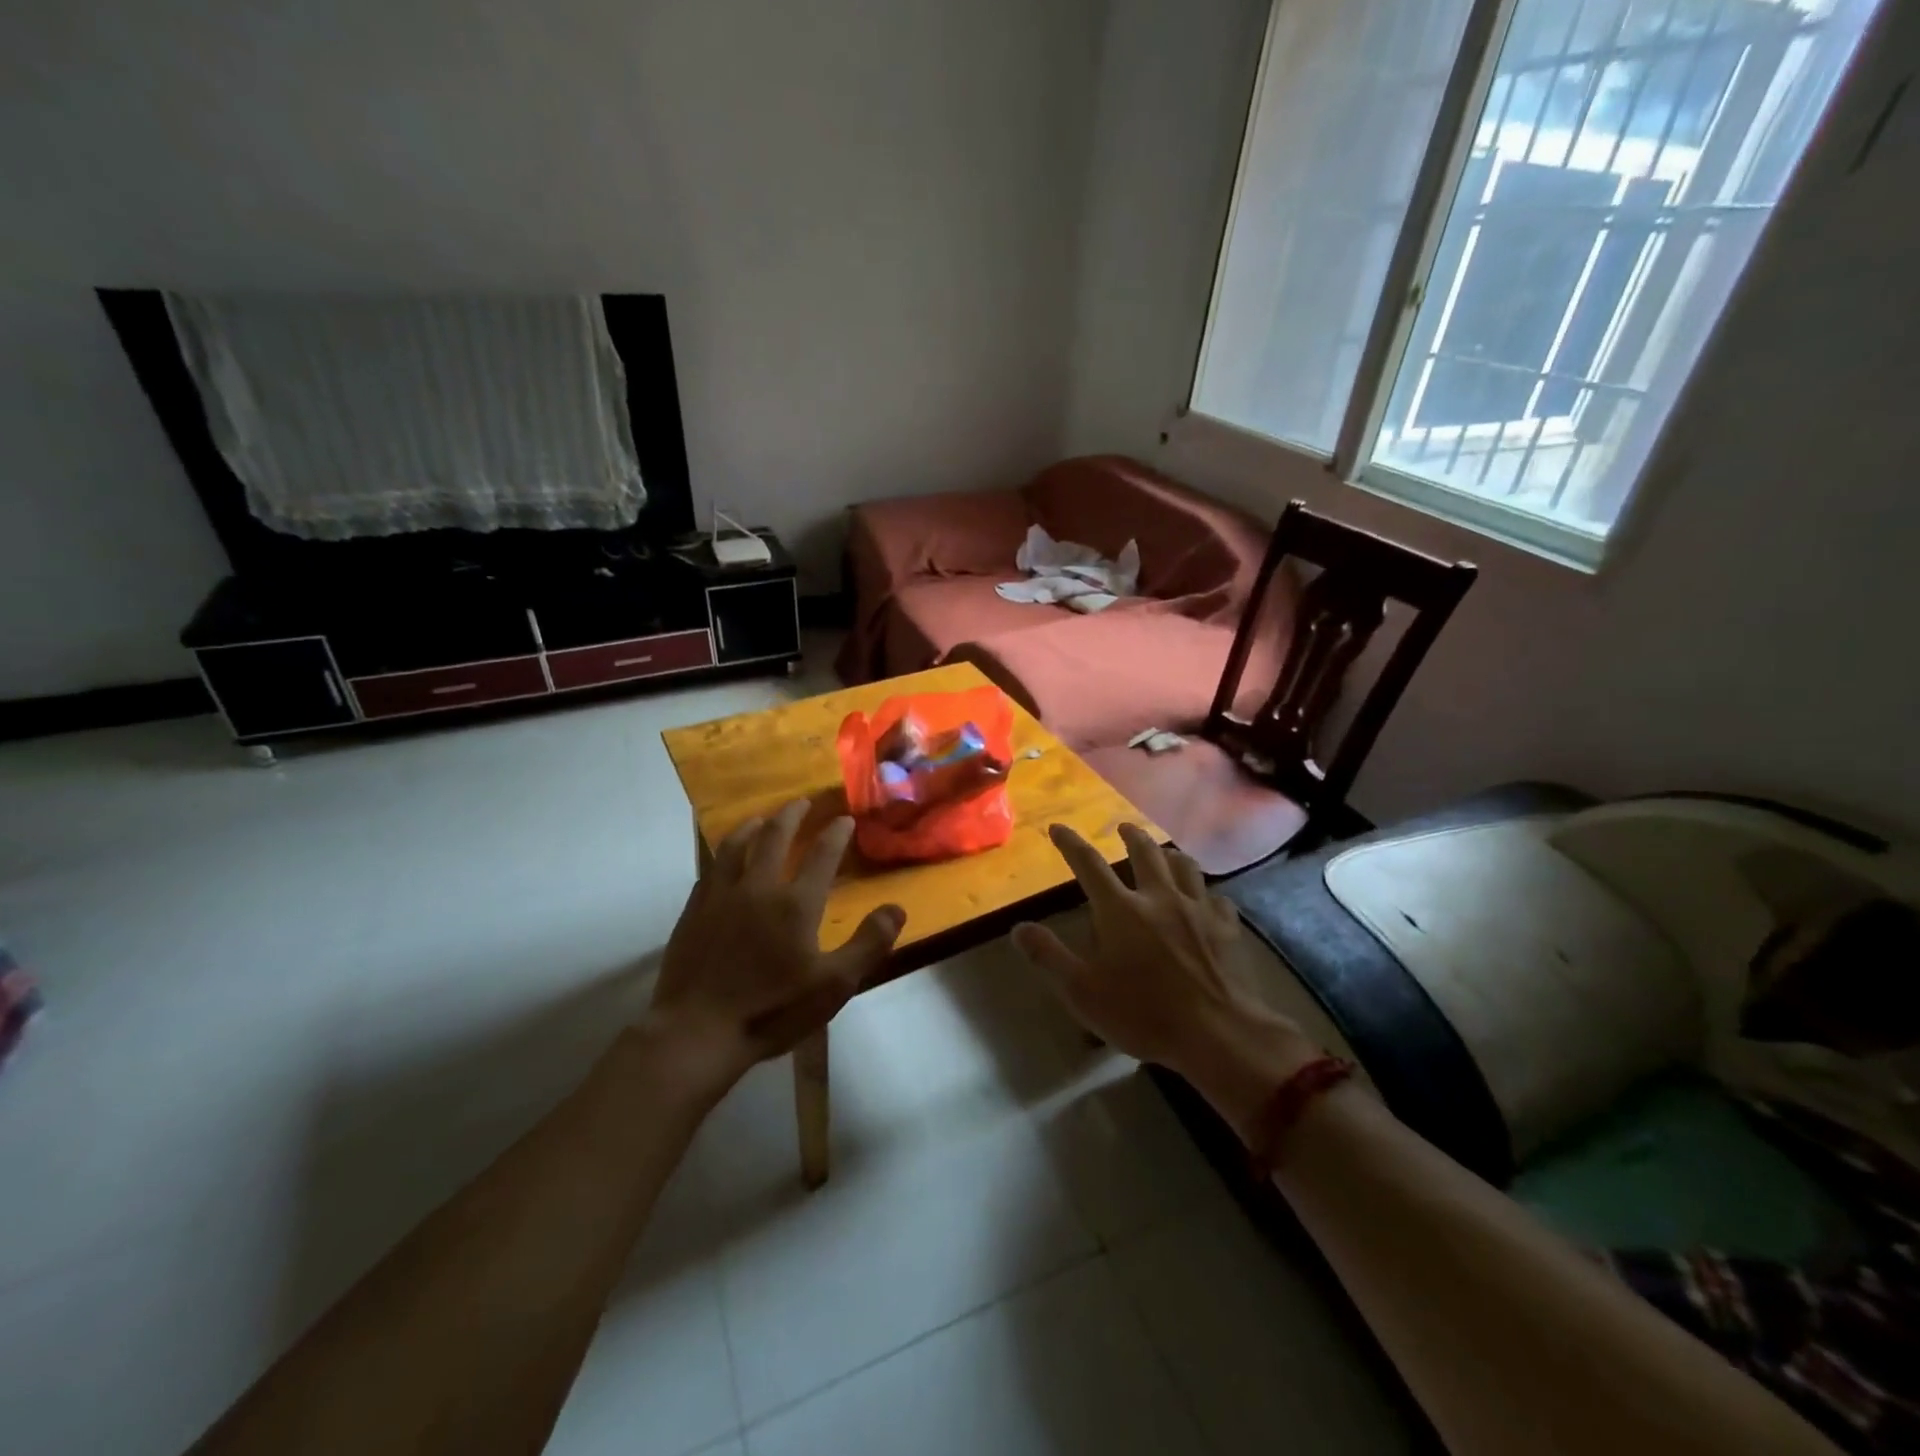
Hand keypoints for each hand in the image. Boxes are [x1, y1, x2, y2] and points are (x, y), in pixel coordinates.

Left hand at [643, 800, 905, 1090]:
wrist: (697, 1032)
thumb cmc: (772, 1010)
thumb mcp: (834, 985)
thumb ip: (868, 943)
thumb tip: (897, 908)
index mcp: (796, 904)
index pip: (822, 855)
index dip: (836, 834)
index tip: (844, 819)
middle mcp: (759, 888)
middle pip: (775, 837)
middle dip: (792, 815)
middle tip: (802, 801)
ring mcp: (722, 896)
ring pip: (737, 845)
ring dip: (753, 826)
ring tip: (762, 817)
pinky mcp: (694, 910)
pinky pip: (711, 867)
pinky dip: (724, 851)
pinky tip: (725, 855)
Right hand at [1012, 823, 1321, 1140]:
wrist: (1217, 1033)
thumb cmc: (1143, 1013)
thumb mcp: (1082, 991)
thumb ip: (1048, 956)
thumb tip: (1018, 928)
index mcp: (1121, 910)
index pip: (1089, 865)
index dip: (1071, 843)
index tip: (1059, 828)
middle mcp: (1159, 898)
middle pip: (1145, 853)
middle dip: (1131, 836)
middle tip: (1123, 828)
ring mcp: (1197, 910)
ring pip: (1185, 866)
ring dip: (1170, 854)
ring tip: (1165, 853)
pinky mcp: (1226, 928)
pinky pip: (1217, 899)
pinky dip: (1206, 893)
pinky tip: (1206, 899)